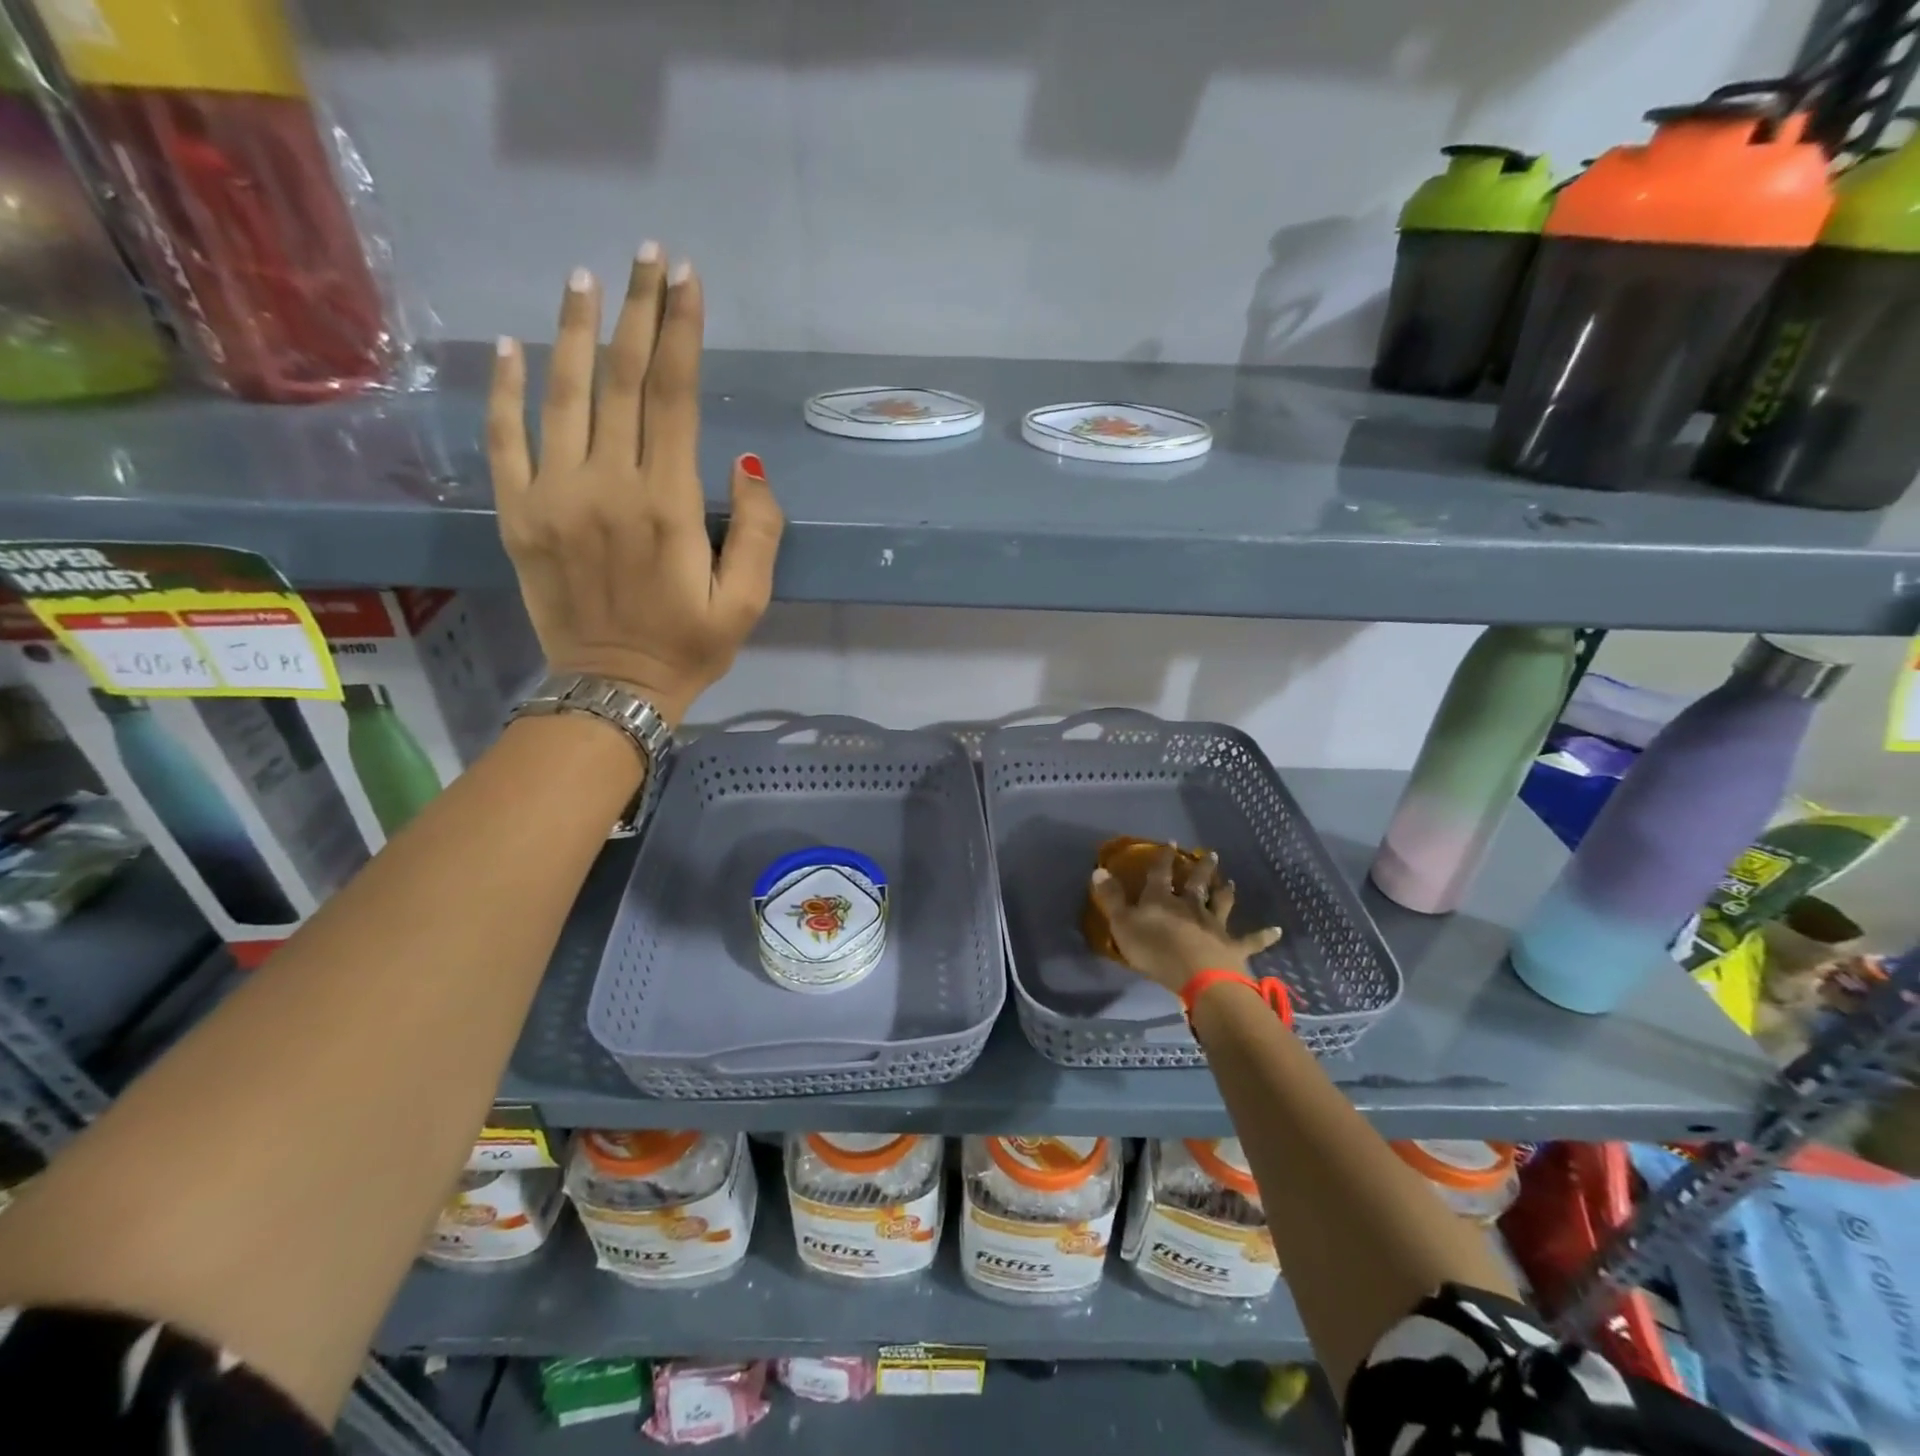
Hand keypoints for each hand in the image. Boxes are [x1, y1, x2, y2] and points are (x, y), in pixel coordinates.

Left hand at [488, 246, 783, 725]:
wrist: (613, 691)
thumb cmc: (689, 647)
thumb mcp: (747, 602)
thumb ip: (758, 533)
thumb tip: (745, 464)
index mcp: (667, 506)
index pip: (674, 397)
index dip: (681, 333)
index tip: (688, 279)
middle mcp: (606, 486)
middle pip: (620, 380)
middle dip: (637, 310)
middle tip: (647, 254)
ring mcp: (553, 496)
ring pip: (561, 394)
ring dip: (574, 330)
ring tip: (586, 277)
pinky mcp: (517, 515)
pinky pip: (503, 439)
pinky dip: (503, 389)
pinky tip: (511, 346)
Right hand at [1089, 847, 1280, 993]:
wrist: (1197, 975)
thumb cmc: (1154, 950)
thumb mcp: (1122, 924)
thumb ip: (1111, 898)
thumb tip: (1098, 870)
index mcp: (1161, 899)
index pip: (1160, 873)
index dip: (1162, 857)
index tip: (1169, 842)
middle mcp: (1190, 906)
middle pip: (1195, 883)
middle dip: (1200, 868)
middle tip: (1210, 854)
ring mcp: (1214, 925)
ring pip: (1221, 903)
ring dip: (1225, 892)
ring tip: (1231, 881)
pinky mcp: (1233, 947)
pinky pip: (1251, 941)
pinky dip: (1264, 936)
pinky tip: (1278, 931)